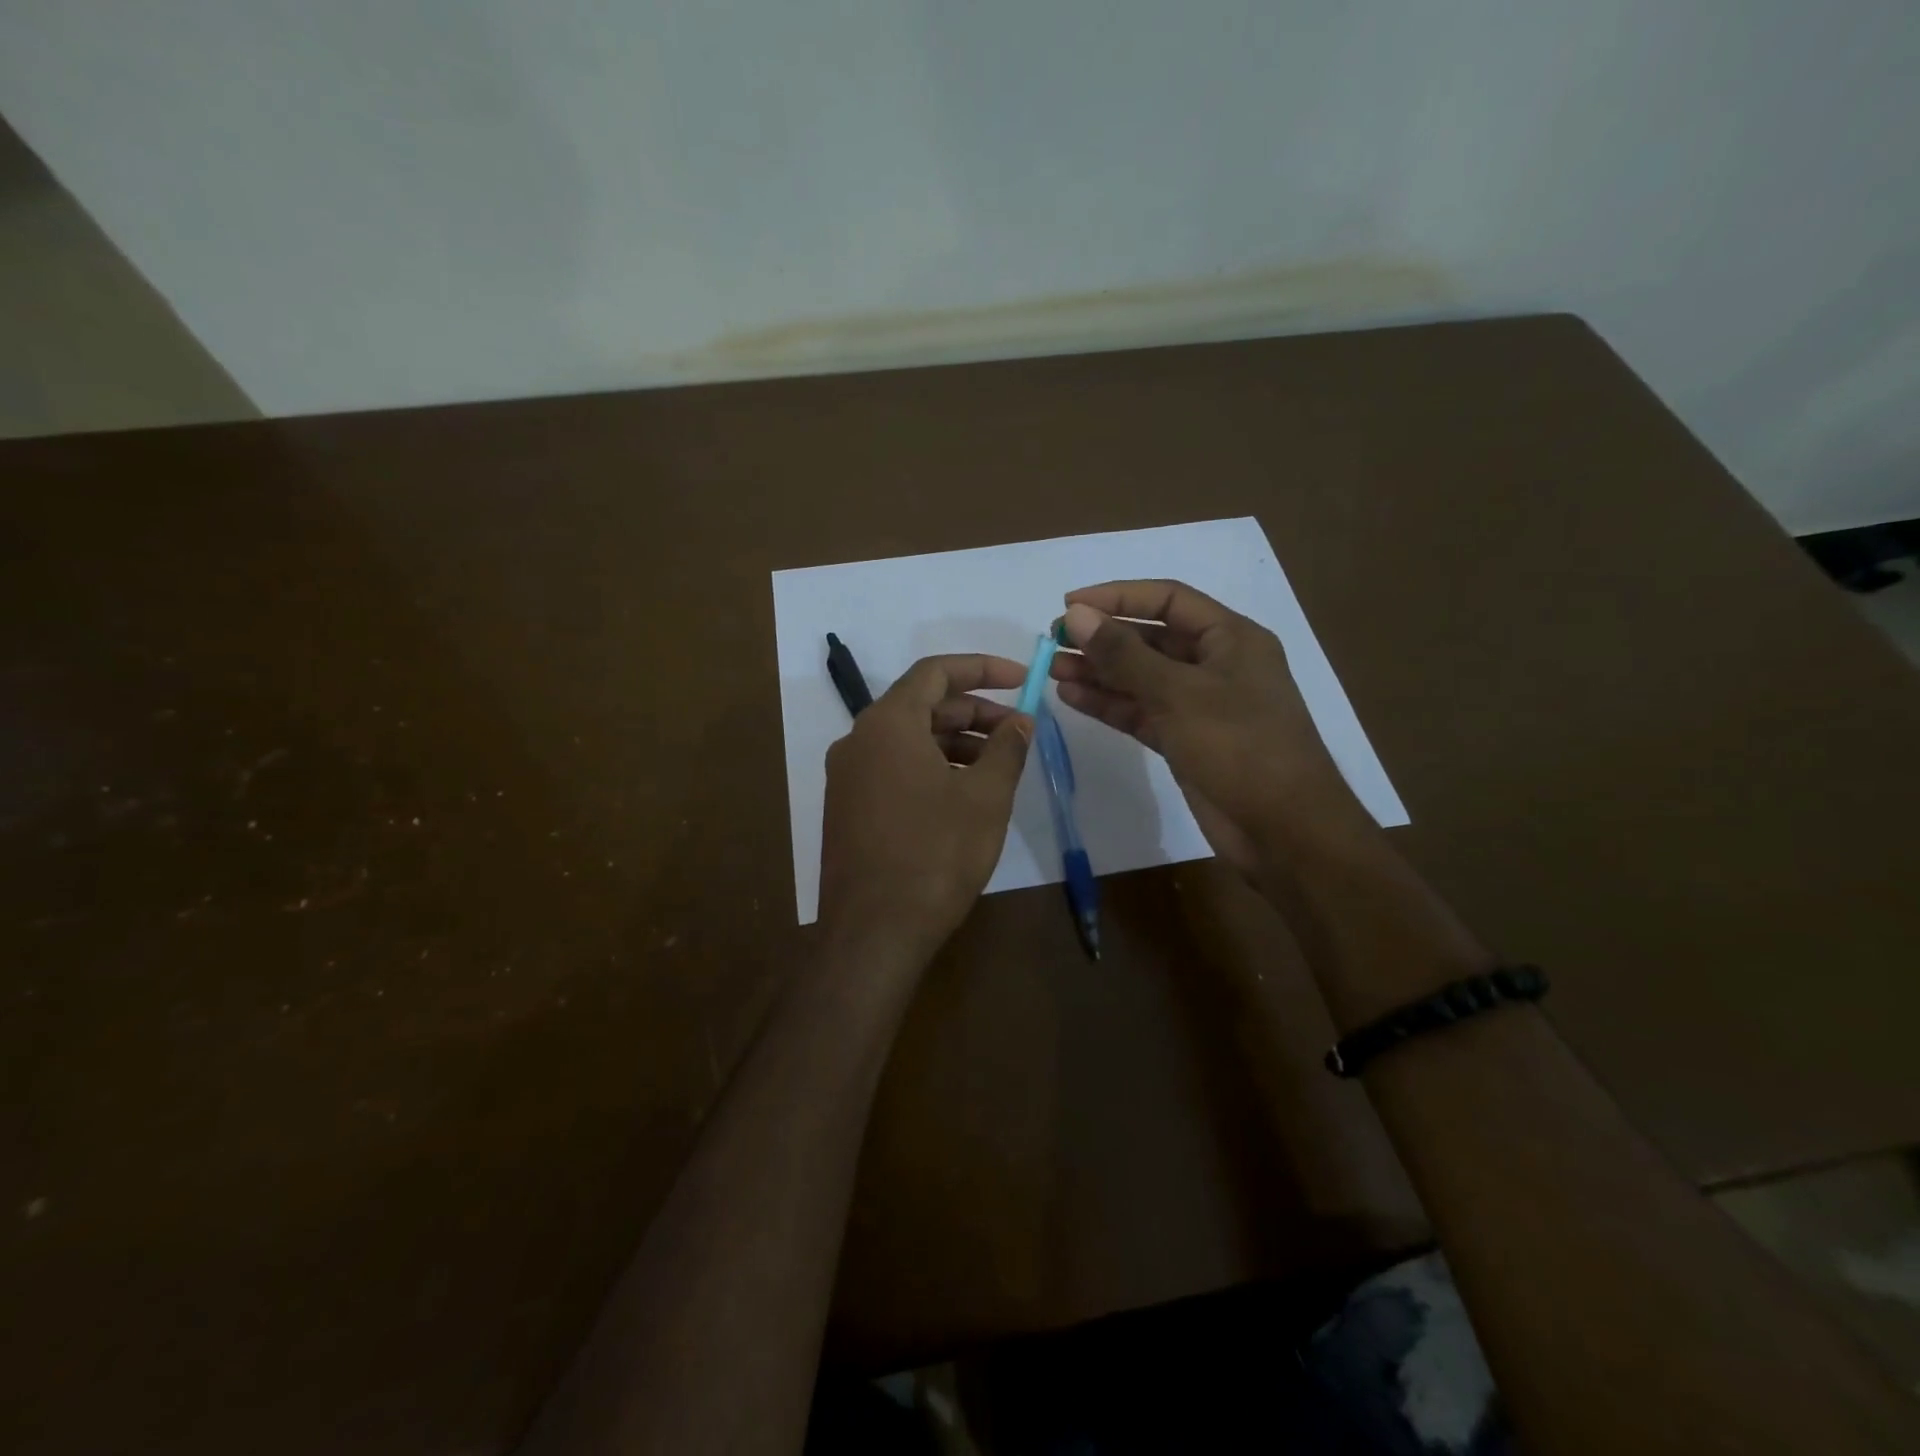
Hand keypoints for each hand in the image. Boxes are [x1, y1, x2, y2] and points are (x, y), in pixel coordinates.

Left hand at [818, 654, 1032, 962]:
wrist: (872, 933)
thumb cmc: (934, 855)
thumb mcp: (984, 798)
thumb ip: (1007, 748)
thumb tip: (1021, 721)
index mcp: (887, 724)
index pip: (935, 672)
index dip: (982, 668)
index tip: (1022, 679)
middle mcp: (858, 741)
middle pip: (922, 706)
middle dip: (975, 712)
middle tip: (1019, 731)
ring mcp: (848, 777)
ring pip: (909, 740)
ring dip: (956, 743)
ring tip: (999, 767)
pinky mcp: (848, 809)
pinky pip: (894, 770)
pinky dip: (932, 768)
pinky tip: (963, 795)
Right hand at [1051, 580, 1369, 876]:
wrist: (1284, 831)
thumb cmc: (1240, 747)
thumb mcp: (1179, 694)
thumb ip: (1124, 655)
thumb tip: (1075, 616)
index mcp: (1231, 638)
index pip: (1168, 600)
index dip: (1118, 597)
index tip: (1069, 606)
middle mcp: (1216, 665)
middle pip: (1151, 639)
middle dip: (1103, 638)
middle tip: (1054, 642)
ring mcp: (1200, 705)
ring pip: (1141, 678)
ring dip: (1099, 672)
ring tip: (1052, 669)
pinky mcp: (1185, 740)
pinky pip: (1141, 712)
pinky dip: (1110, 704)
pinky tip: (1072, 697)